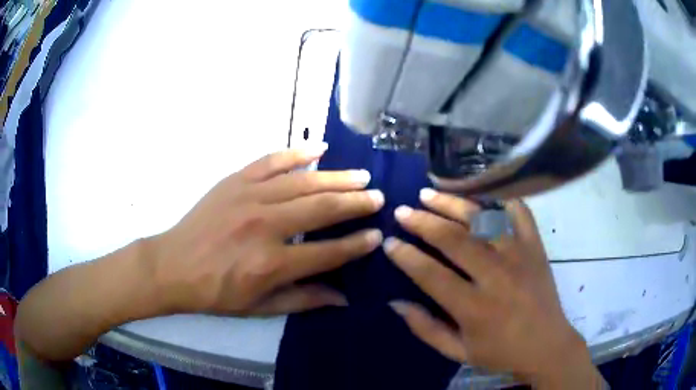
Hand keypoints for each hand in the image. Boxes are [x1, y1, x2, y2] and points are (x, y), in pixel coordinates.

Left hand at [149, 144, 383, 315]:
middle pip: (321, 209)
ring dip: (336, 177)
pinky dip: (297, 153)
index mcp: (272, 264)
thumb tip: (345, 298)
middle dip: (355, 203)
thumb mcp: (260, 307)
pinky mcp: (235, 181)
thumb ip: (304, 300)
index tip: (377, 235)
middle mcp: (265, 226)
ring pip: (303, 182)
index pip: (328, 252)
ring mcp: (249, 197)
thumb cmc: (216, 293)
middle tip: (378, 197)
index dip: (356, 244)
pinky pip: (272, 161)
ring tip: (362, 175)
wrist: (173, 266)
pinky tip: (319, 148)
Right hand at [384, 190, 603, 387]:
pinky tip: (480, 194)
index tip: (389, 243)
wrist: (547, 344)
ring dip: (453, 204)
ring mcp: (520, 255)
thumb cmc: (500, 352)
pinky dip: (499, 198)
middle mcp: (497, 276)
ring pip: (483, 219)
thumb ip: (425, 328)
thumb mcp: (458, 352)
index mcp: (475, 308)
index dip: (406, 257)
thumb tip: (395, 302)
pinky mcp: (535, 246)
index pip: (432, 275)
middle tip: (402, 211)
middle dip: (423, 222)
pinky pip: (518, 211)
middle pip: (454, 239)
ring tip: (429, 194)